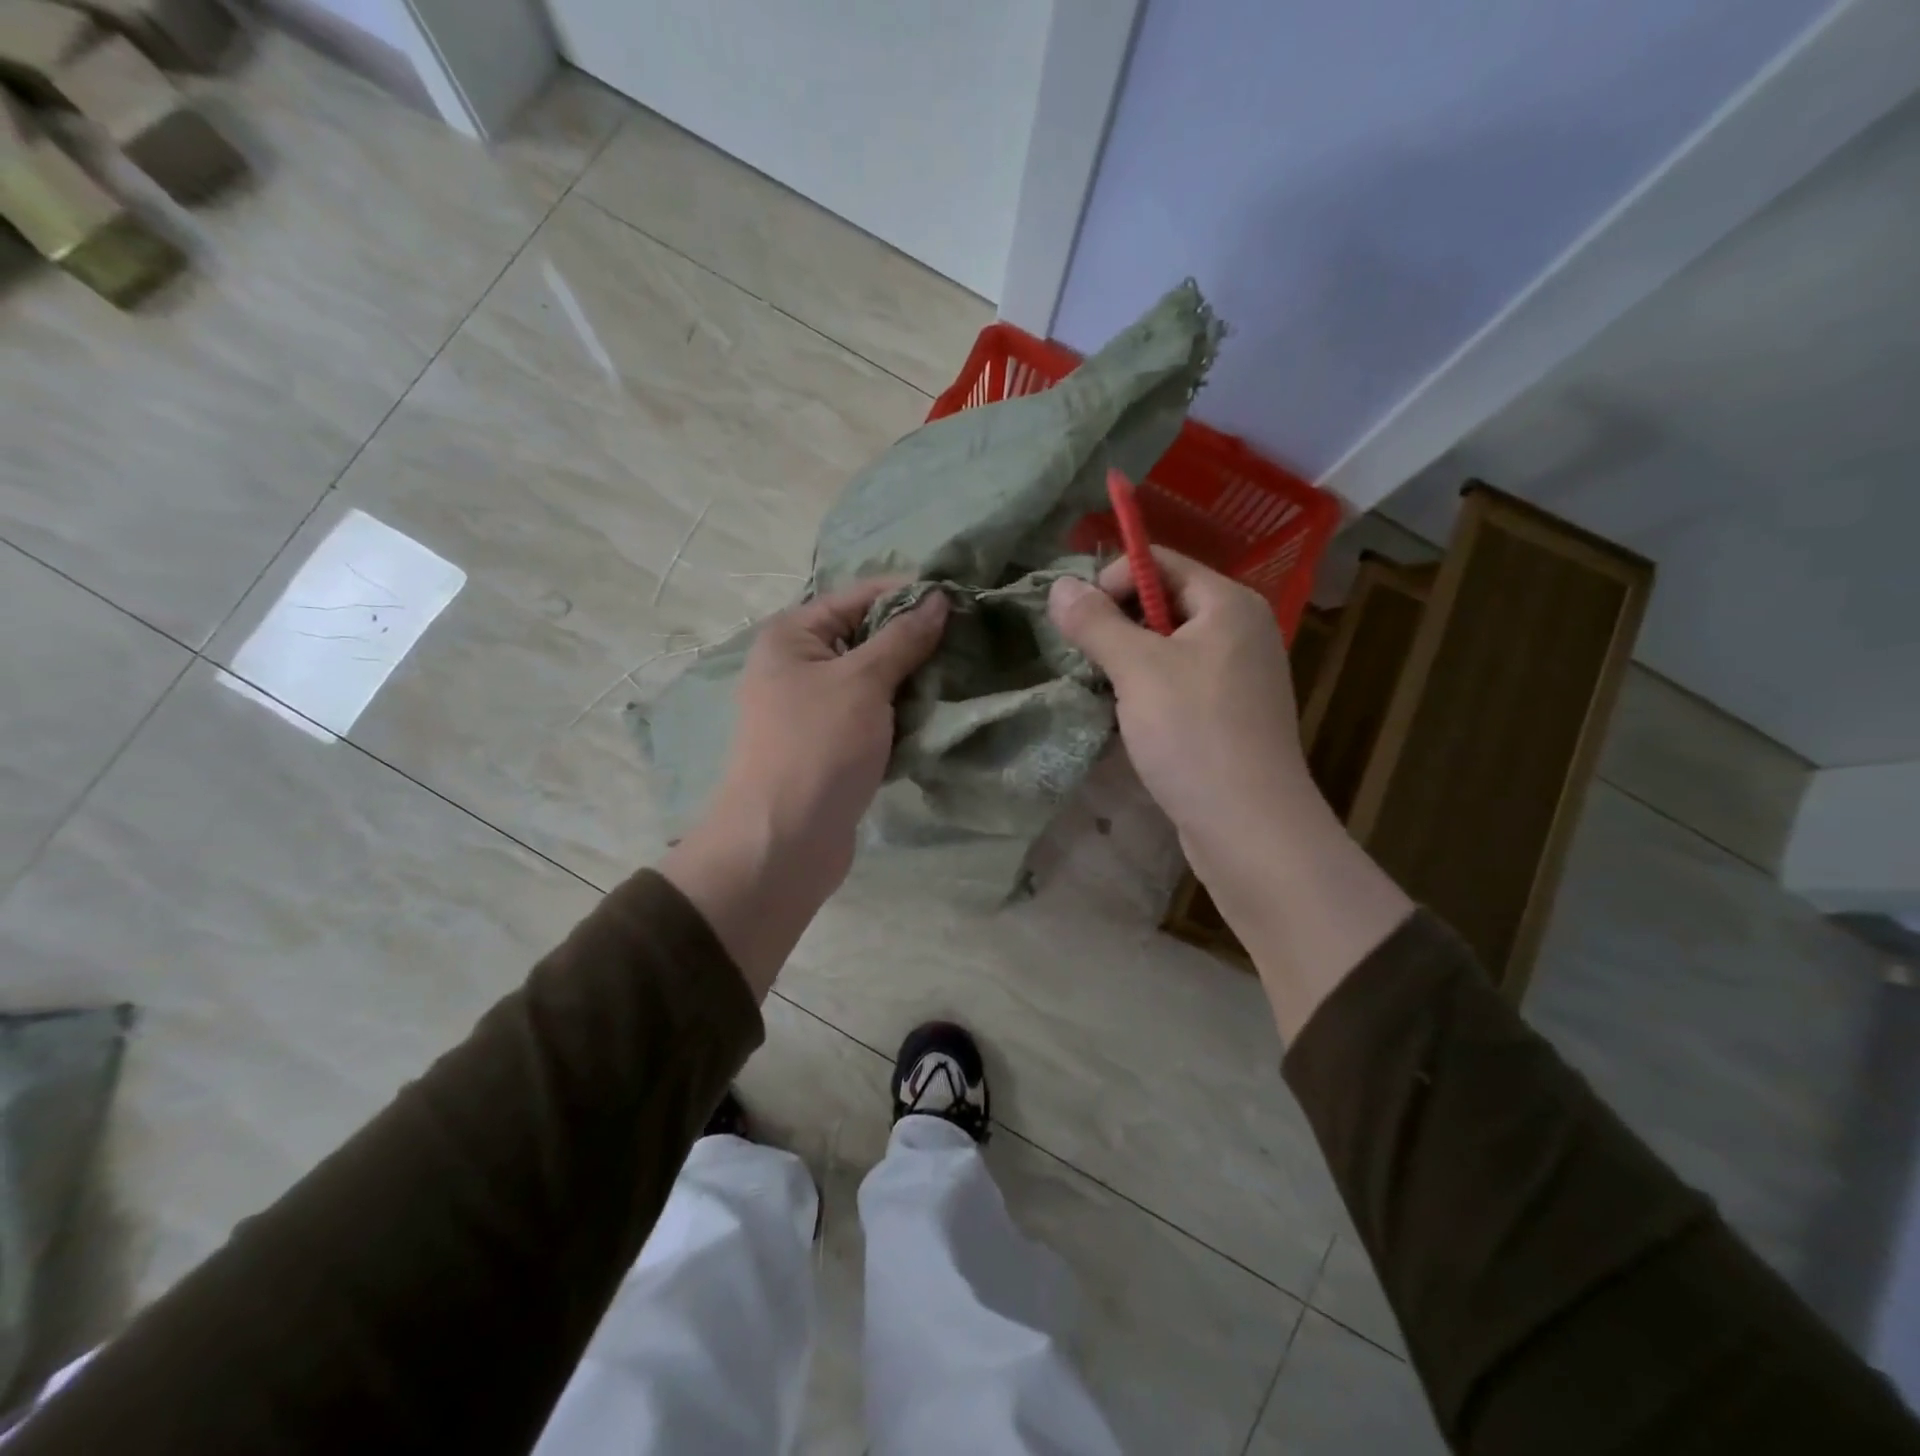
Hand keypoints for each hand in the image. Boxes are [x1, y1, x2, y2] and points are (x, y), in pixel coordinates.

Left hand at [662, 581, 947, 996]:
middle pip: (867, 637)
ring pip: (875, 680)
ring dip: (915, 681)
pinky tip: (941, 714)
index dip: (908, 594)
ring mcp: (814, 709)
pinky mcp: (833, 745)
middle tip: (971, 642)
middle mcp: (799, 666)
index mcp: (792, 636)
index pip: (858, 596)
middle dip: (916, 640)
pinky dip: (903, 715)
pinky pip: (875, 717)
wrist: (784, 841)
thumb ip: (902, 638)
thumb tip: (938, 598)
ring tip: (964, 676)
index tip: (962, 598)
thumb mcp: (863, 681)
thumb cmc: (818, 747)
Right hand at [1046, 550, 1314, 882]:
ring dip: (1126, 662)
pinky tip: (1125, 717)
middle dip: (1116, 624)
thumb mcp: (1138, 670)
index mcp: (1229, 604)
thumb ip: (1096, 623)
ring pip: (1166, 648)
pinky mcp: (1227, 715)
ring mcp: (1236, 676)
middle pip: (1163, 603)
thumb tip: (1059, 586)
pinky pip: (1177, 683)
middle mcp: (1240, 631)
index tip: (1079, 620)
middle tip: (1084, 658)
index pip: (1161, 563)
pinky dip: (1146, 691)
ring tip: (1100, 689)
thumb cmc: (1195, 735)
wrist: (1250, 828)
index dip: (1113, 579)